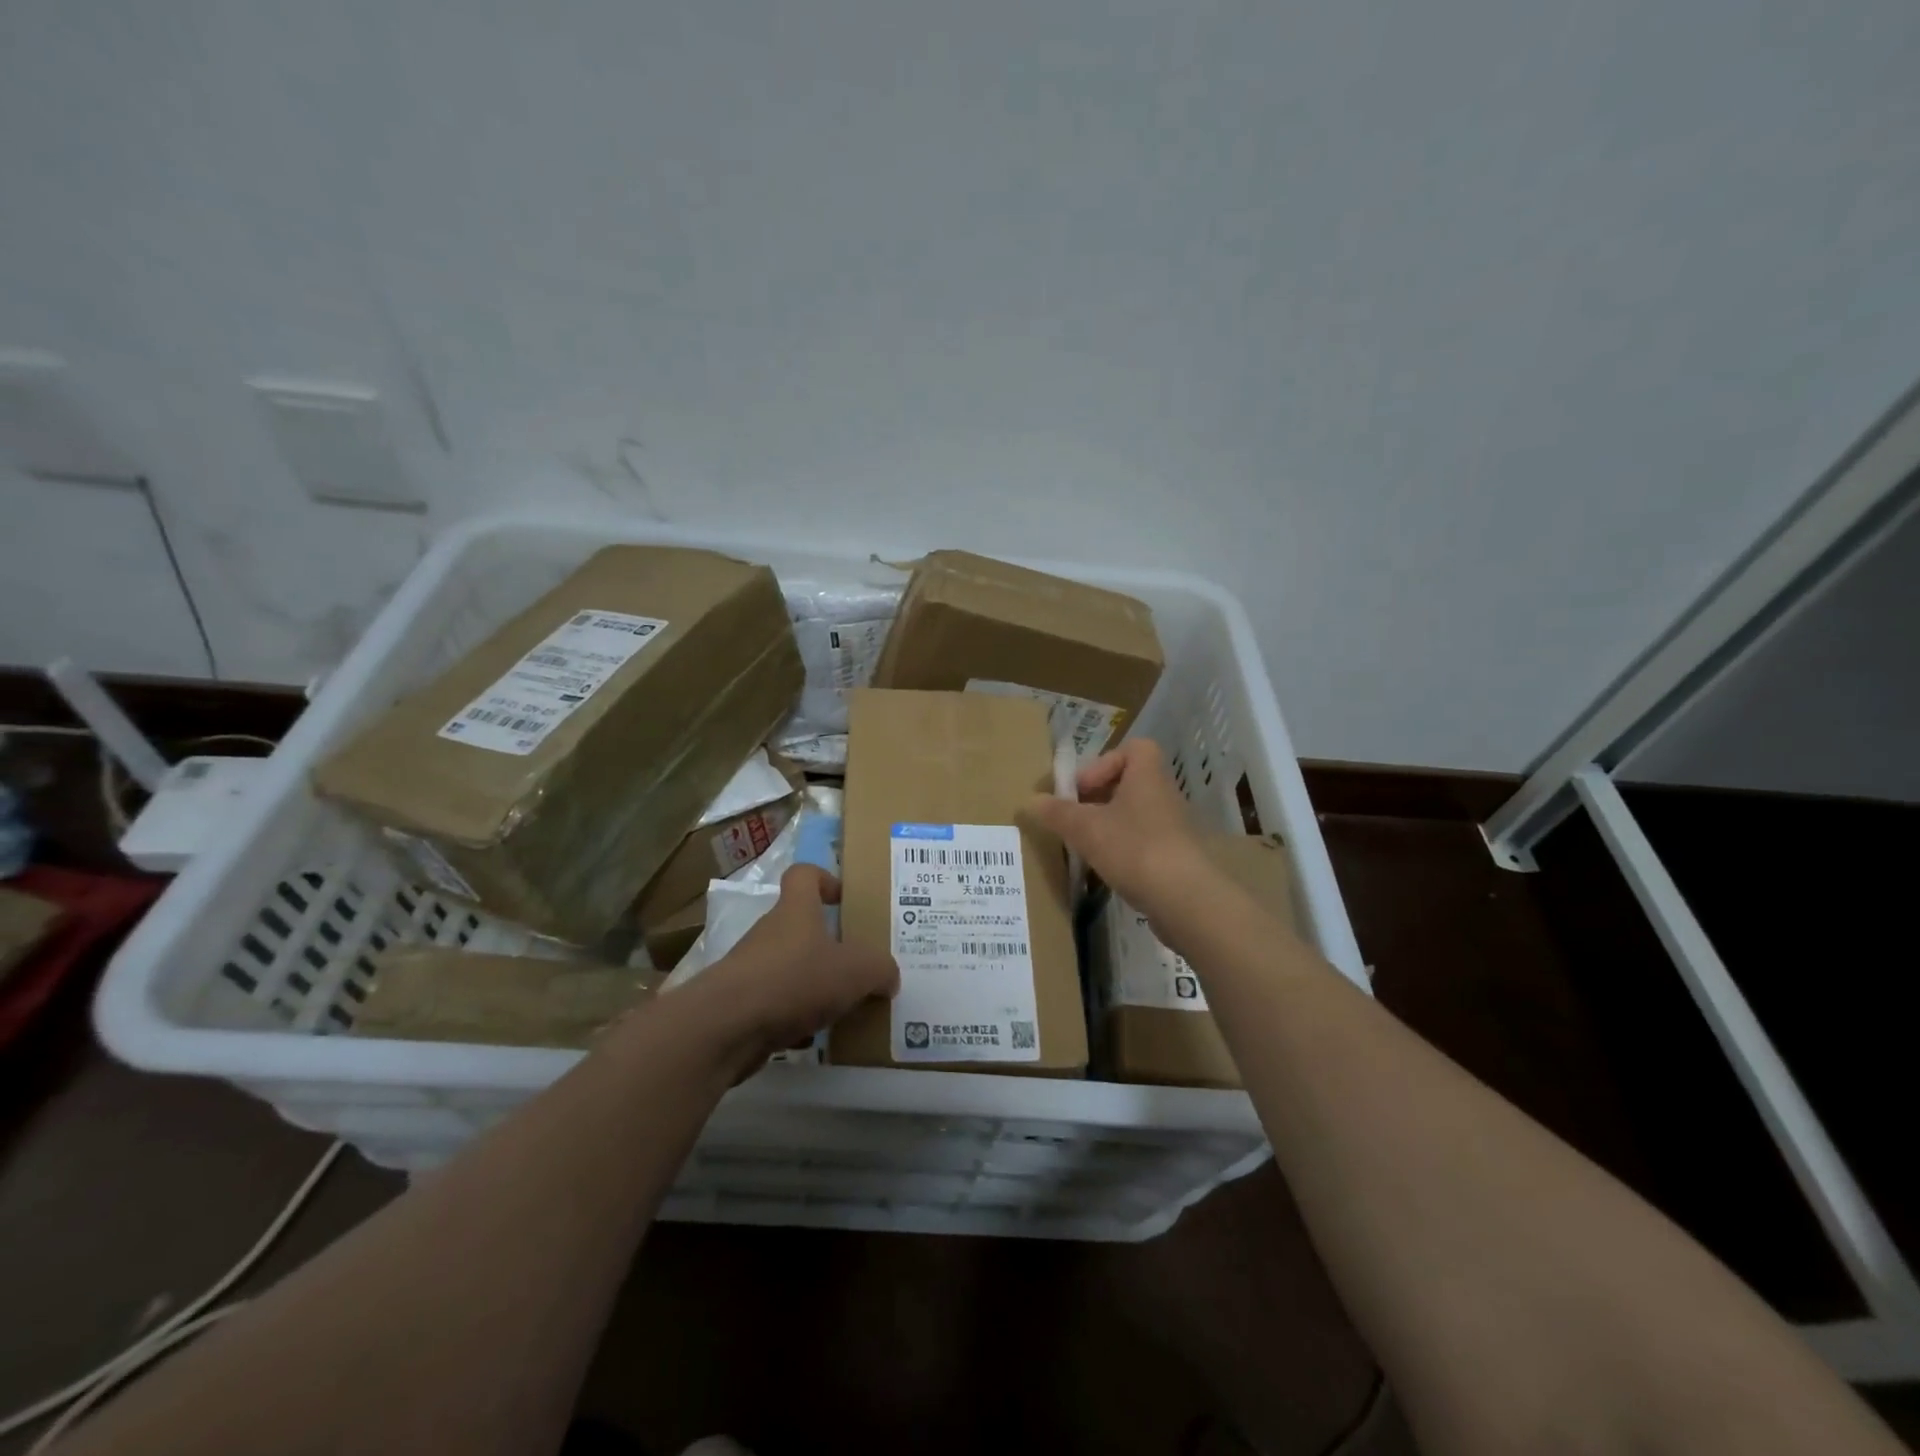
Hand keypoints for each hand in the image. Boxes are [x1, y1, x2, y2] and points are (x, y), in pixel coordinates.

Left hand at [685, 865, 898, 1075]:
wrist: (725, 1027)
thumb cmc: (795, 980)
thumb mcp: (856, 971)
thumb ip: (880, 969)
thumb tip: (889, 976)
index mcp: (796, 910)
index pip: (804, 875)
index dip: (824, 879)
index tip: (843, 899)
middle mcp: (771, 932)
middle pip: (800, 927)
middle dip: (828, 946)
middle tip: (857, 965)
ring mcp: (750, 968)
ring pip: (789, 969)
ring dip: (812, 985)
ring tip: (842, 1008)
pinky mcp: (739, 1005)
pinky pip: (775, 1005)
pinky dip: (793, 1018)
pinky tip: (812, 1038)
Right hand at [1022, 738, 1209, 918]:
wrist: (1183, 898)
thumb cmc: (1133, 847)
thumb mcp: (1085, 828)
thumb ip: (1057, 813)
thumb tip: (1031, 801)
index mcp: (1147, 775)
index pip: (1133, 749)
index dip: (1103, 763)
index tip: (1082, 789)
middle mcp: (1164, 794)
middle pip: (1129, 783)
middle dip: (1099, 797)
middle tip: (1076, 817)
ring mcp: (1172, 826)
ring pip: (1134, 814)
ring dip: (1108, 825)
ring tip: (1085, 845)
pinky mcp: (1175, 856)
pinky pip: (1143, 841)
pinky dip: (1122, 849)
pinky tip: (1105, 868)